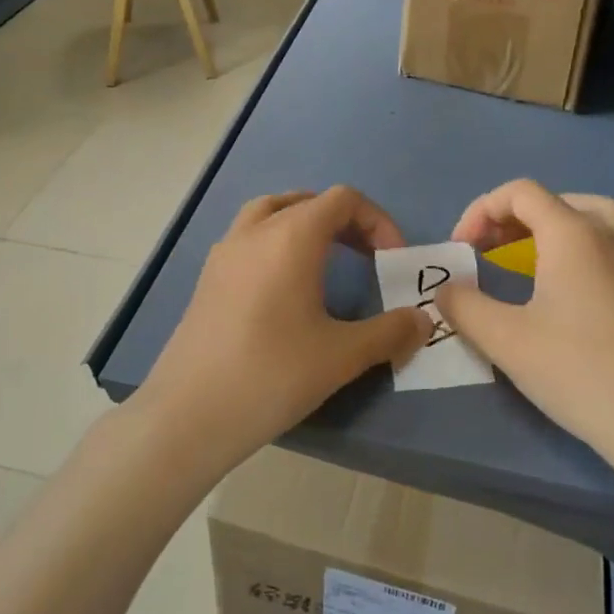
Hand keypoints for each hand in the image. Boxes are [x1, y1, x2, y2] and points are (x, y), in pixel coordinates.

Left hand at [134, 186, 433, 481]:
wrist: (189, 414)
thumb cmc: (272, 375)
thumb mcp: (342, 356)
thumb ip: (390, 332)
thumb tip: (424, 320)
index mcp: (291, 235)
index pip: (343, 199)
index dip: (377, 221)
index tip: (392, 261)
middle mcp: (256, 230)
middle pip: (307, 200)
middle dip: (344, 222)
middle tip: (367, 258)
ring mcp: (225, 251)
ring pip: (271, 212)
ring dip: (305, 224)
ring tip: (326, 260)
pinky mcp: (208, 276)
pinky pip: (249, 236)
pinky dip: (276, 241)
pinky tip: (284, 287)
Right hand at [437, 179, 613, 485]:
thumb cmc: (580, 372)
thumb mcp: (505, 340)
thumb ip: (465, 306)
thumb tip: (446, 290)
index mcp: (573, 234)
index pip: (520, 193)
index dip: (481, 211)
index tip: (462, 250)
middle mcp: (610, 235)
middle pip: (558, 200)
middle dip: (515, 217)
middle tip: (490, 249)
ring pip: (596, 217)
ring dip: (557, 225)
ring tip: (533, 253)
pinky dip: (589, 248)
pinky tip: (578, 284)